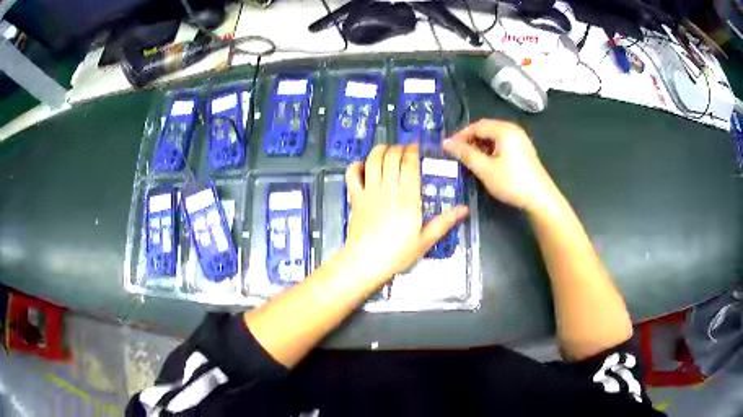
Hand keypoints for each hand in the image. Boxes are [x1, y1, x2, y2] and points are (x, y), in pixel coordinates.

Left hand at [341, 143, 468, 283]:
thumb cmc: (398, 253)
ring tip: (386, 150)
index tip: (415, 145)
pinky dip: (355, 166)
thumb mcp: (425, 240)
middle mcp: (388, 188)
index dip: (412, 150)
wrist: (366, 262)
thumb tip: (464, 209)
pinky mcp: (355, 198)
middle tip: (403, 149)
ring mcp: (369, 191)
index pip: (409, 164)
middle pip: (391, 157)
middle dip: (398, 148)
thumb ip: (444, 222)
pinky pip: (351, 175)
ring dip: (379, 150)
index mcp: (408, 197)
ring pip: (372, 160)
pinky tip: (362, 166)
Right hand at [442, 119, 554, 212]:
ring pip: (494, 138)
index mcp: (504, 130)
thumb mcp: (485, 169)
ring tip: (470, 161)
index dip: (460, 136)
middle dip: (470, 141)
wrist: (540, 199)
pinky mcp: (524, 151)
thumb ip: (465, 154)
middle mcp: (513, 130)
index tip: (448, 149)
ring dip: (480, 147)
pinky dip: (491, 151)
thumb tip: (446, 143)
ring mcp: (520, 140)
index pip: (477, 126)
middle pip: (486, 130)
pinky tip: (486, 164)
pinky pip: (502, 145)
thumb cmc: (512, 182)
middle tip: (458, 155)